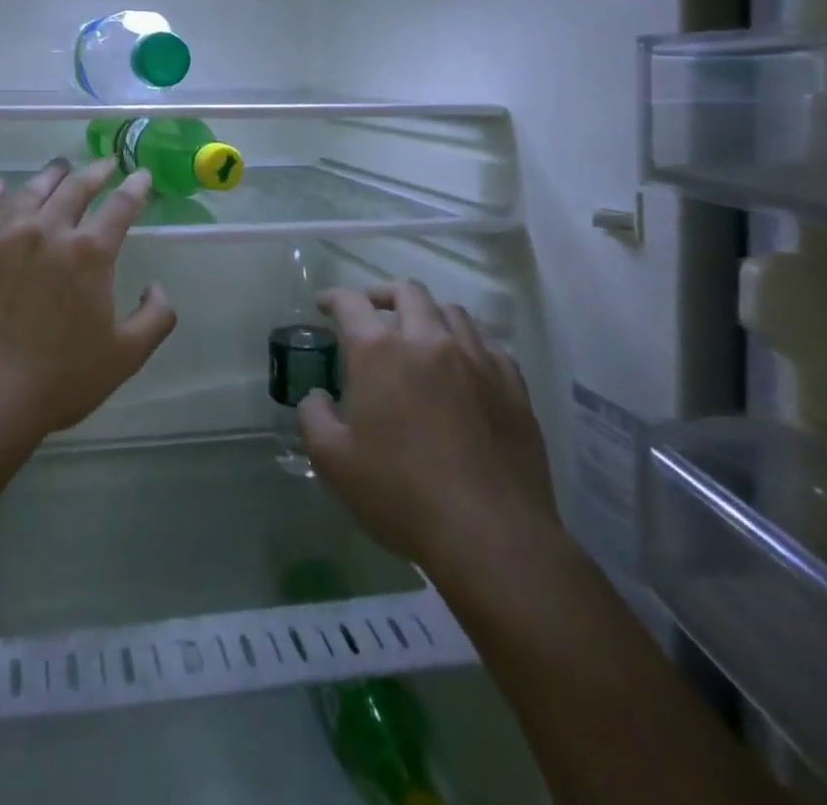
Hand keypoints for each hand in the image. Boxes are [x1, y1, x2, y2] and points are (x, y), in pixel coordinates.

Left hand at [0, 157, 177, 454]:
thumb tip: (157, 287)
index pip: (120, 207)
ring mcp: (4, 236)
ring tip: (60, 166)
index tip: (142, 174)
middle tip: (106, 163)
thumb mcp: (124, 357)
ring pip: (31, 191)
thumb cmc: (56, 380)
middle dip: (96, 172)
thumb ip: (155, 318)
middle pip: (76, 188)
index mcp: (89, 253)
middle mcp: (48, 231)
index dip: (135, 188)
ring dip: (50, 175)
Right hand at [299, 280, 563, 601]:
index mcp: (379, 352)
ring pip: (451, 311)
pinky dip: (467, 343)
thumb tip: (316, 397)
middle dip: (383, 294)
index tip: (324, 303)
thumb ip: (314, 418)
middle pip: (407, 292)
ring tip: (419, 335)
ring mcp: (476, 359)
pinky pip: (488, 345)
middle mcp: (427, 341)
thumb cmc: (401, 495)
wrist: (492, 535)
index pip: (351, 303)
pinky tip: (463, 366)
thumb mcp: (334, 462)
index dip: (333, 297)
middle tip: (372, 310)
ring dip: (427, 314)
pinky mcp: (512, 385)